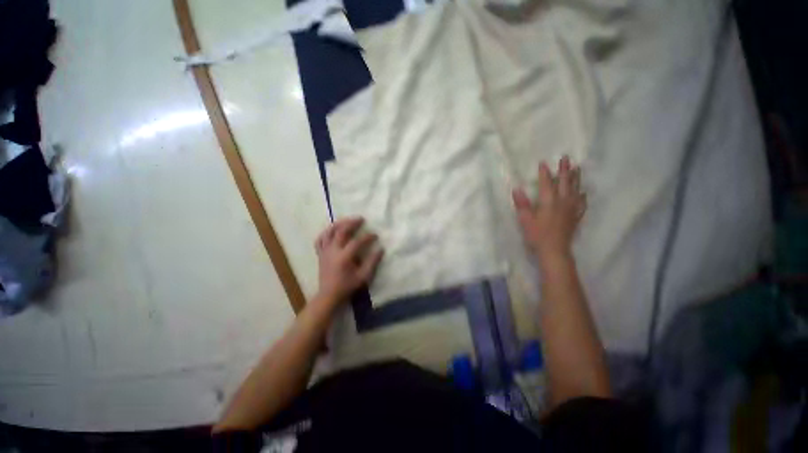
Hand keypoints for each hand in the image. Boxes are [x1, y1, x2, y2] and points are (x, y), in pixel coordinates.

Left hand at [314, 217, 383, 306]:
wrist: (329, 295)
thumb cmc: (347, 286)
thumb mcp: (363, 277)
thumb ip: (372, 262)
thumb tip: (381, 249)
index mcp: (344, 257)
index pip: (357, 241)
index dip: (367, 237)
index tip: (375, 235)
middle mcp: (333, 251)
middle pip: (341, 231)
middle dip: (352, 223)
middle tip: (361, 219)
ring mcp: (325, 251)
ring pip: (329, 232)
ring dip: (338, 224)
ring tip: (347, 220)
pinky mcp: (320, 254)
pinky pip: (320, 239)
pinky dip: (326, 233)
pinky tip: (332, 230)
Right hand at [512, 156, 585, 260]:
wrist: (554, 250)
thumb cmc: (537, 235)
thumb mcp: (525, 219)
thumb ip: (522, 204)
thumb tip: (517, 189)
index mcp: (549, 201)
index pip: (547, 183)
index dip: (545, 173)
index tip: (543, 163)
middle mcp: (562, 202)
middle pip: (564, 183)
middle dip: (564, 170)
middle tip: (566, 158)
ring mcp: (571, 209)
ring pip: (575, 190)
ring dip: (576, 178)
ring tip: (577, 168)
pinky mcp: (575, 217)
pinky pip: (581, 203)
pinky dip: (583, 197)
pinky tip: (583, 193)